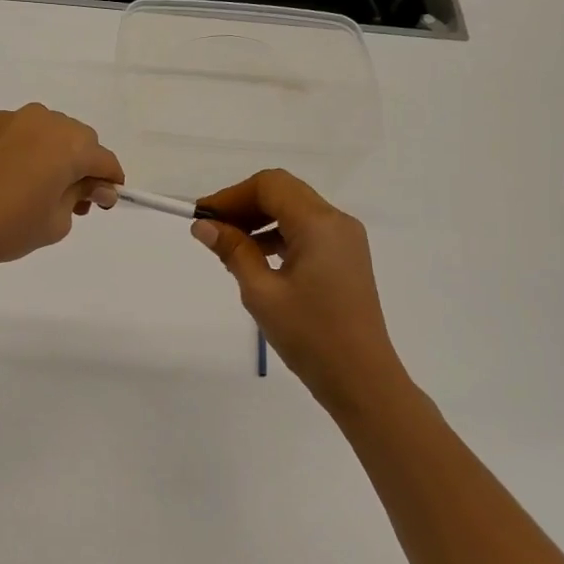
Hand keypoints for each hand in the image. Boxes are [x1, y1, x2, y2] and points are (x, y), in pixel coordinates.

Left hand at [0, 105, 124, 278]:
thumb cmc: (4, 228)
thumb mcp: (54, 222)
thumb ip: (80, 197)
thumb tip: (93, 186)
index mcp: (67, 143)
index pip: (103, 159)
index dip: (110, 182)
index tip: (104, 204)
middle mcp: (41, 121)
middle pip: (77, 139)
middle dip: (82, 167)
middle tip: (72, 202)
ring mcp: (8, 120)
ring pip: (45, 133)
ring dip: (52, 156)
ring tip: (38, 191)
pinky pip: (17, 135)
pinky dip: (24, 153)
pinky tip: (9, 181)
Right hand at [191, 169, 405, 411]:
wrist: (361, 378)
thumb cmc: (309, 335)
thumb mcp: (262, 292)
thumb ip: (233, 251)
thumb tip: (203, 226)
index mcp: (319, 224)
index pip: (270, 185)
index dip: (232, 195)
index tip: (203, 218)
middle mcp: (337, 222)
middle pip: (283, 193)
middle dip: (244, 205)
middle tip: (211, 231)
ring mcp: (345, 240)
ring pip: (295, 211)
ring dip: (260, 220)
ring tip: (228, 248)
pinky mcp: (346, 258)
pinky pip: (307, 232)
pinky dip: (278, 236)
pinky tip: (255, 259)